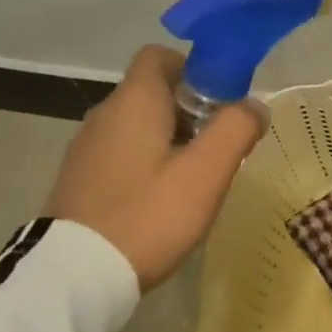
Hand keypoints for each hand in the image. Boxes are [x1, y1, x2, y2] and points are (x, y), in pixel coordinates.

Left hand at [44, 46, 263, 289]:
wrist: (76, 275)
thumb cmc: (148, 215)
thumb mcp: (206, 173)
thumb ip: (236, 130)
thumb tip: (254, 106)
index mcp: (133, 101)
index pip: (161, 56)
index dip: (196, 69)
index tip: (222, 104)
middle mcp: (105, 114)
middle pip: (154, 92)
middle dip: (193, 112)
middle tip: (219, 150)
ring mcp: (87, 147)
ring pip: (139, 126)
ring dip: (172, 141)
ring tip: (196, 181)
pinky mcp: (80, 179)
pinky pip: (122, 154)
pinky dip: (148, 164)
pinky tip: (162, 201)